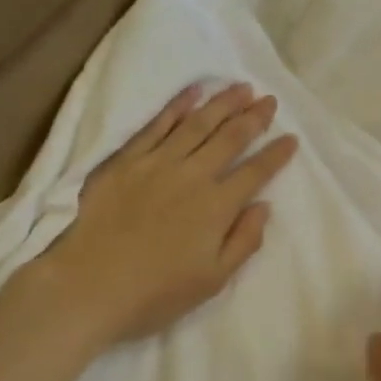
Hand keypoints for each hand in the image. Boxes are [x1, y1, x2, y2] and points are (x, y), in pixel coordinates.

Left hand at [34, 82, 298, 346]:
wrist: (89, 286)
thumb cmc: (156, 293)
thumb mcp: (213, 281)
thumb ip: (244, 241)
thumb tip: (263, 206)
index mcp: (217, 207)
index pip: (255, 172)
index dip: (277, 154)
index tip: (292, 138)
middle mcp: (192, 176)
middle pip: (230, 138)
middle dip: (254, 117)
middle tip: (269, 100)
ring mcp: (156, 163)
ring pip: (197, 123)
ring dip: (222, 103)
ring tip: (241, 87)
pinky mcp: (125, 160)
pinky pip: (156, 125)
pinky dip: (177, 106)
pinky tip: (192, 93)